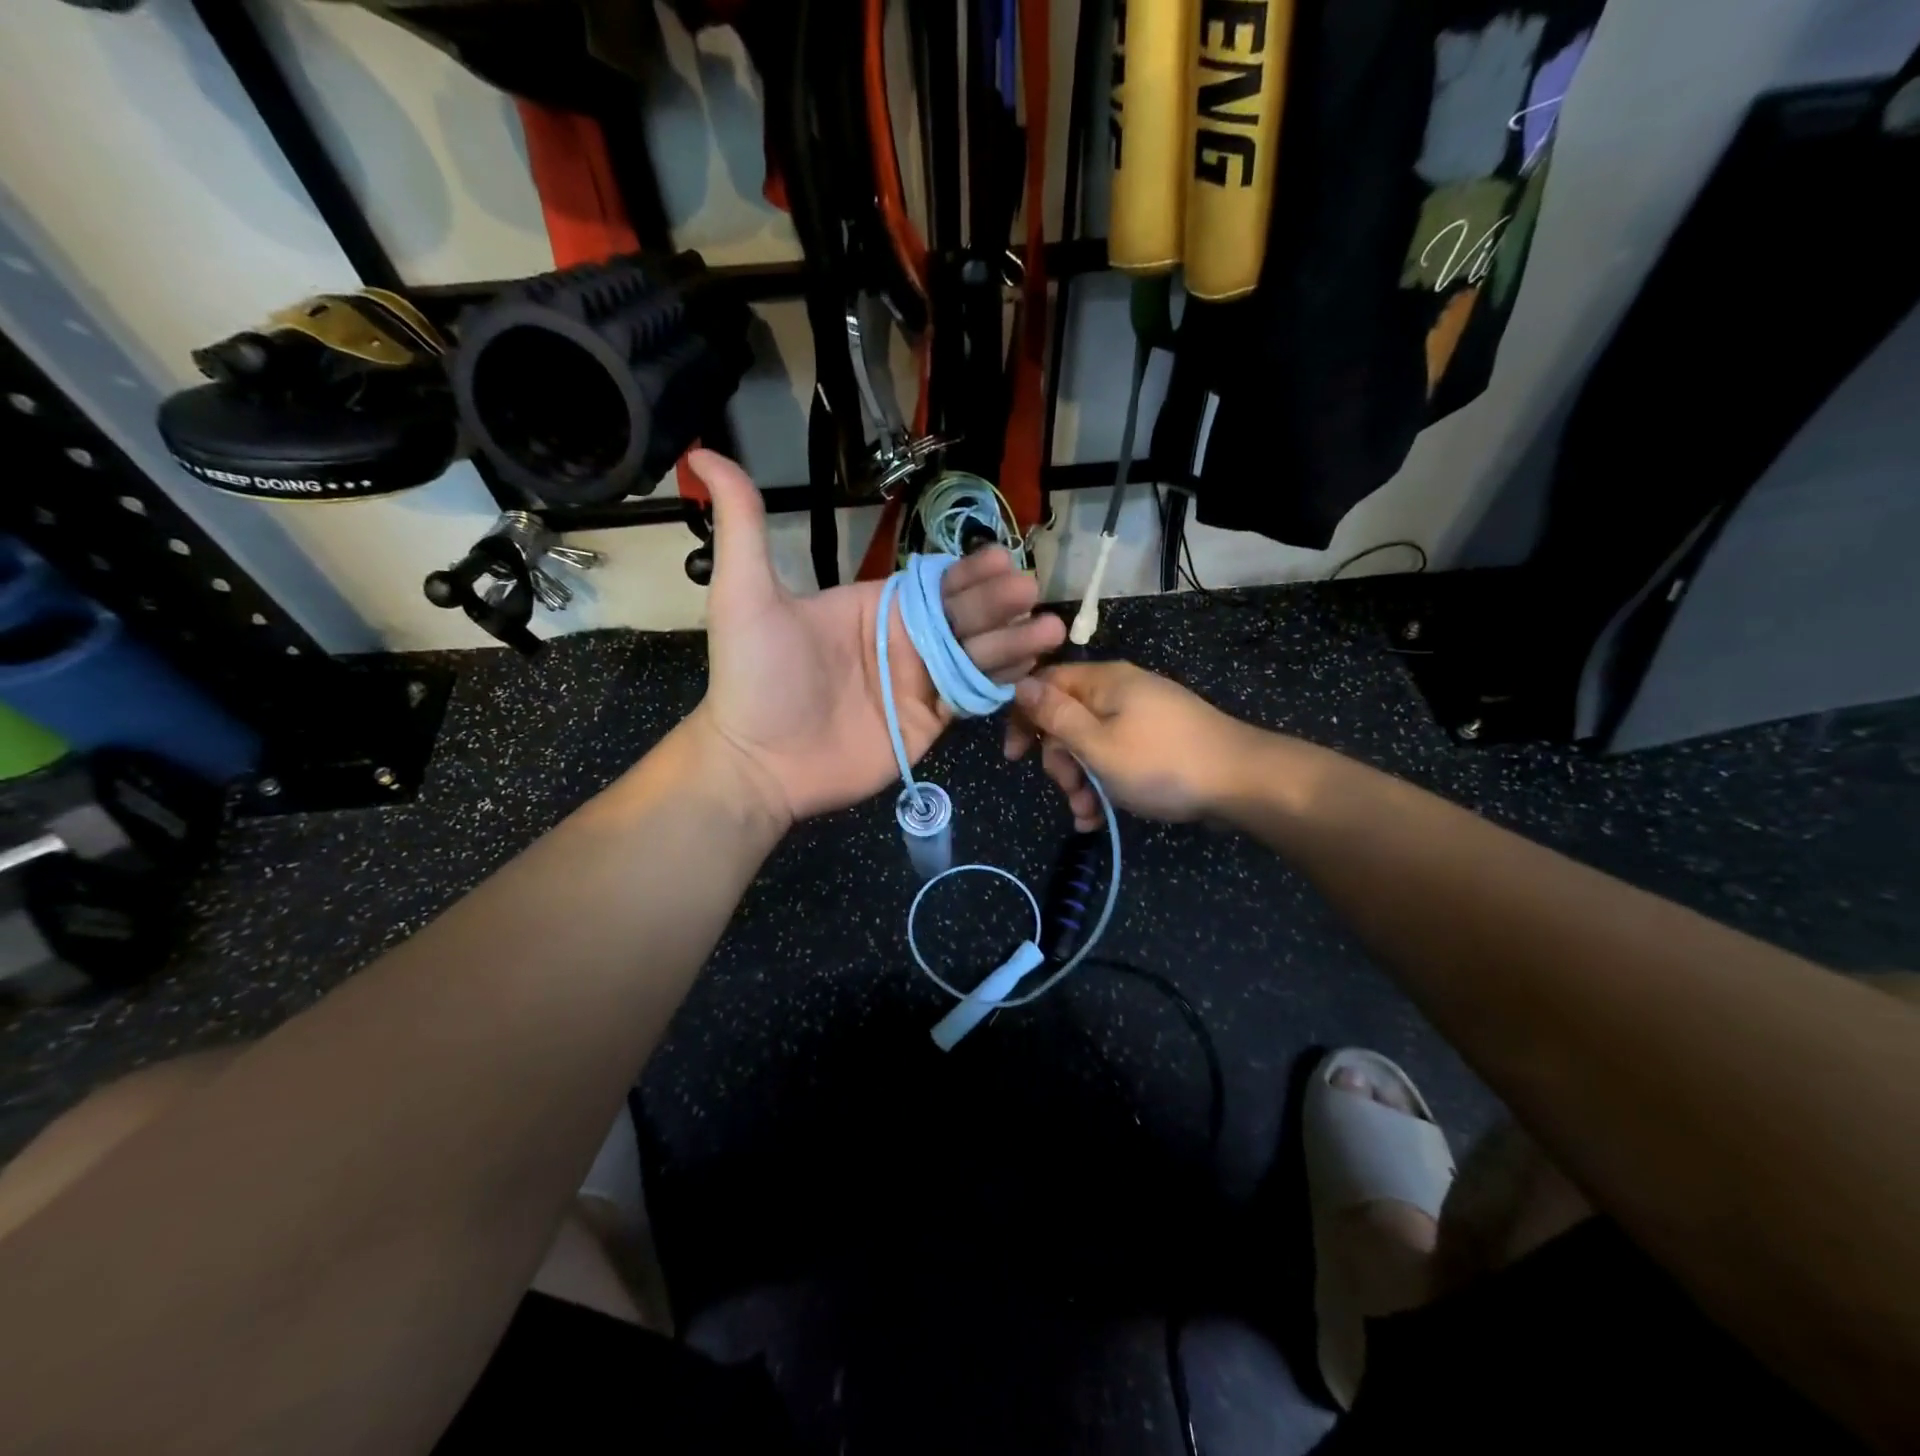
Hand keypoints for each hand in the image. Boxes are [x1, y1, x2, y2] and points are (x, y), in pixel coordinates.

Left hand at [688, 451, 1063, 825]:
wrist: (756, 761)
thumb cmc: (753, 677)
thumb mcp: (745, 594)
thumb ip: (743, 525)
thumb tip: (705, 455)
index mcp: (873, 606)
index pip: (933, 582)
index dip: (968, 572)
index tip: (1002, 560)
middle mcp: (903, 641)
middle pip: (963, 615)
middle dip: (1000, 603)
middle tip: (1031, 591)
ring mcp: (918, 684)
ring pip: (976, 655)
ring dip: (1014, 641)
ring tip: (1050, 629)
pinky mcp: (929, 723)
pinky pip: (972, 698)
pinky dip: (1002, 683)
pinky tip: (1031, 670)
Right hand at [1004, 660, 1259, 827]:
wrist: (1243, 782)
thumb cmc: (1162, 763)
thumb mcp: (1098, 745)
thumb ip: (1056, 716)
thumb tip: (1019, 684)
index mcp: (1103, 683)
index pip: (1045, 685)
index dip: (1023, 717)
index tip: (1015, 757)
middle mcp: (1120, 692)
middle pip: (1067, 719)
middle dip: (1060, 761)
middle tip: (1070, 792)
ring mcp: (1141, 717)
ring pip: (1091, 744)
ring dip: (1081, 781)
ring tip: (1087, 815)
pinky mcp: (1157, 740)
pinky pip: (1117, 756)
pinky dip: (1105, 783)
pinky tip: (1101, 817)